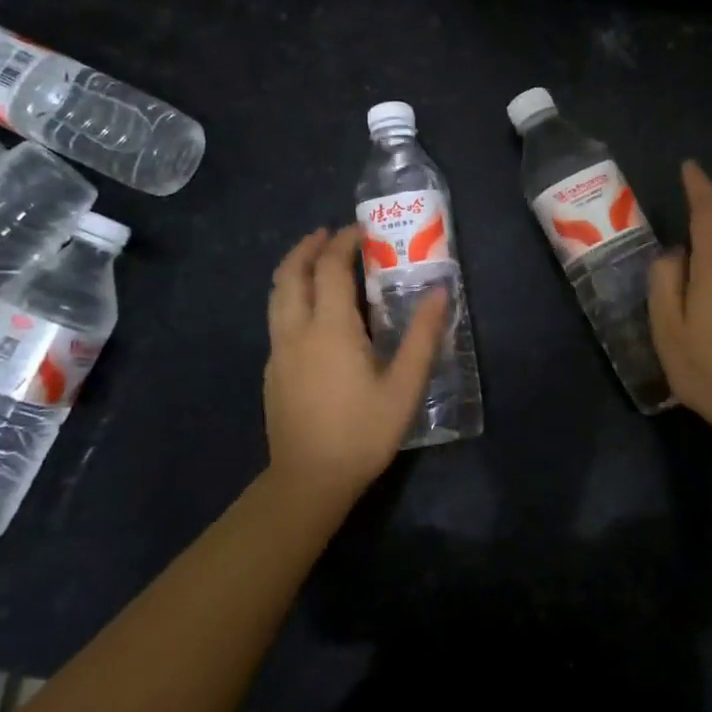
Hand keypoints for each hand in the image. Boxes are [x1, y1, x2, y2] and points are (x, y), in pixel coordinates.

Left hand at [263, 226, 447, 499]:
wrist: (308, 481)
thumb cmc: (362, 433)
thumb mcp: (404, 387)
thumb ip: (422, 337)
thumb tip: (439, 292)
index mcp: (330, 329)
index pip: (329, 268)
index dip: (342, 243)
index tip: (360, 230)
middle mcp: (297, 331)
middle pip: (291, 274)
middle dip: (308, 247)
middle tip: (328, 234)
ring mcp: (279, 352)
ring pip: (277, 296)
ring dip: (294, 269)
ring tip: (314, 260)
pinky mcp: (272, 371)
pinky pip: (277, 319)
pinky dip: (291, 297)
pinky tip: (311, 312)